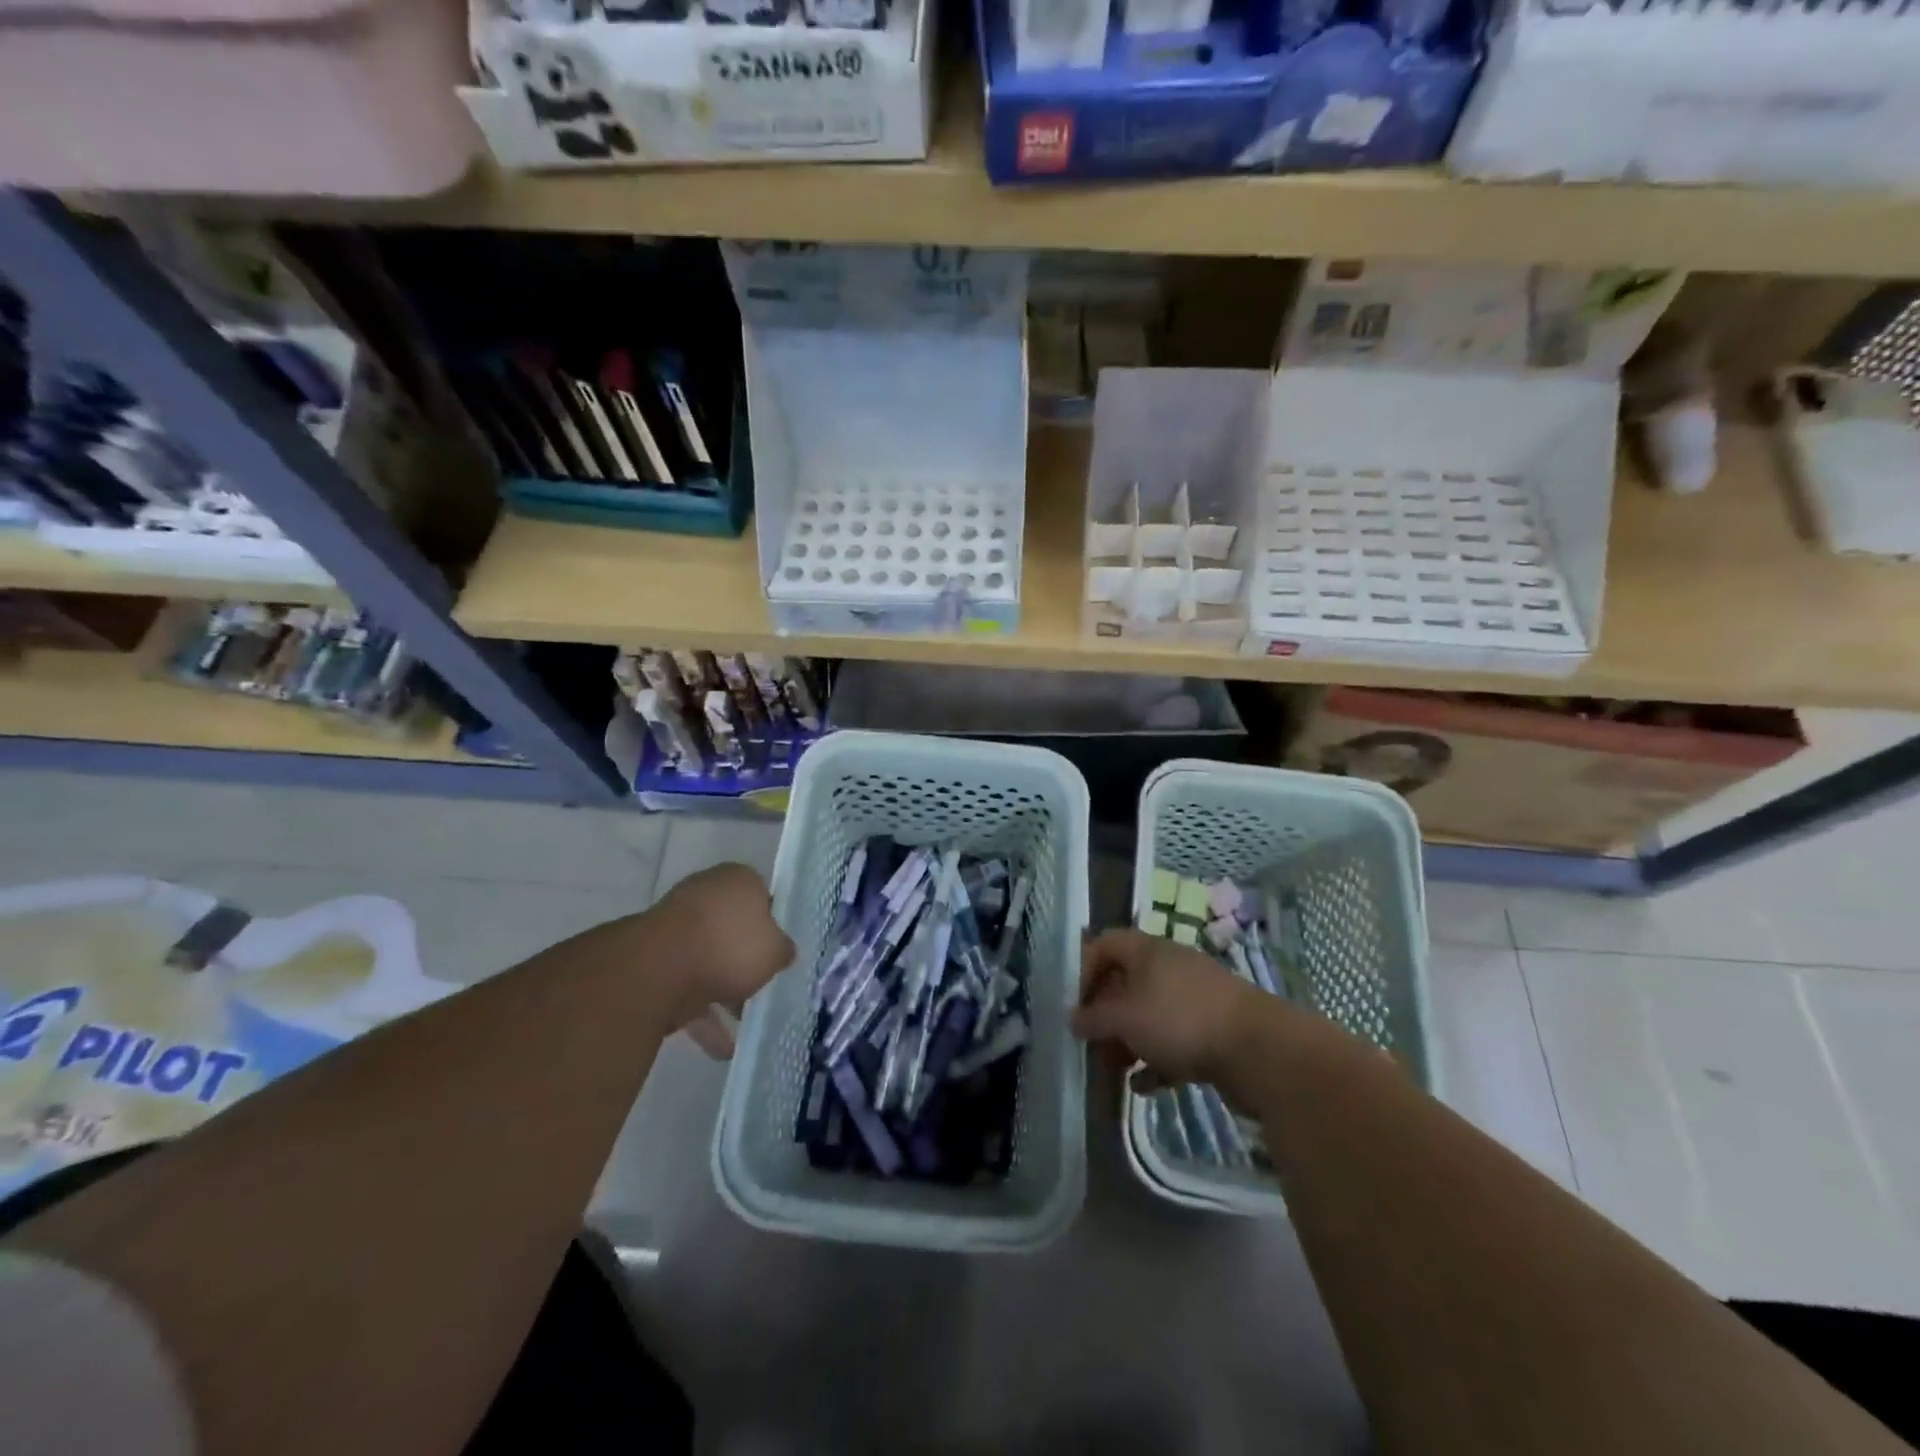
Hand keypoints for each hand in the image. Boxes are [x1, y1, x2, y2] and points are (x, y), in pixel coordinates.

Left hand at [645, 863, 793, 1028]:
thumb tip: (781, 951)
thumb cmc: (730, 945)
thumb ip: (782, 950)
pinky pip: (686, 989)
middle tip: (765, 985)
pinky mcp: (654, 963)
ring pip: (708, 960)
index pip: (761, 896)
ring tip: (747, 1025)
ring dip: (725, 992)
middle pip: (732, 929)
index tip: (780, 951)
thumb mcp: (775, 950)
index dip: (773, 924)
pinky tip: (722, 1048)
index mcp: (736, 880)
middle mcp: (704, 895)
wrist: (659, 969)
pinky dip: (703, 1016)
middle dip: (746, 959)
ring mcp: (675, 928)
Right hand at [1072, 929, 1263, 1088]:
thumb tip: (1073, 1019)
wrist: (1261, 1051)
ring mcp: (1195, 998)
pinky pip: (1174, 1039)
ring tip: (1114, 1069)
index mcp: (1148, 950)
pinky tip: (1144, 1086)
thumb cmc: (1181, 1021)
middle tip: (1091, 1043)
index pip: (1105, 944)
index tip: (1075, 1004)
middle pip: (1126, 982)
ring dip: (1128, 1040)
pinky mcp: (1214, 1029)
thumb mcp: (1126, 1019)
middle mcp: (1170, 966)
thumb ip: (1094, 1019)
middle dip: (1105, 1014)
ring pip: (1150, 1014)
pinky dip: (1157, 1060)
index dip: (1084, 969)